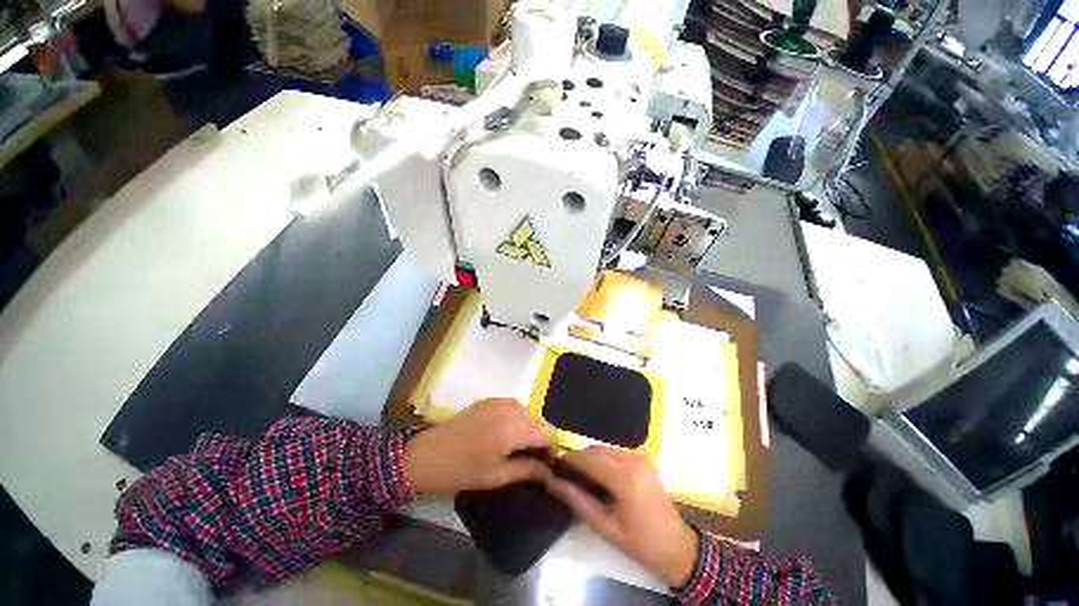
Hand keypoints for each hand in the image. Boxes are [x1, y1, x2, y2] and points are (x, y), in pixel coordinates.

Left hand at [404, 398, 552, 494]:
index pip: (545, 433)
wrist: (425, 455)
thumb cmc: (459, 471)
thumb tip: (549, 472)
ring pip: (526, 411)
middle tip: (533, 457)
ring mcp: (497, 402)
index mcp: (512, 431)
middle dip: (540, 437)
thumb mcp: (494, 477)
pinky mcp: (488, 400)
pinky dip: (516, 415)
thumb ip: (526, 470)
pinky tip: (506, 429)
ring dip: (528, 426)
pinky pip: (512, 404)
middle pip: (537, 420)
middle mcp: (508, 411)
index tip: (549, 463)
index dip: (551, 447)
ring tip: (519, 445)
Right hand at [546, 446, 697, 587]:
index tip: (555, 467)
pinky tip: (600, 477)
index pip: (588, 458)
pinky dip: (603, 460)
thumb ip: (578, 501)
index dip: (569, 460)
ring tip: (582, 478)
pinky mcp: (643, 458)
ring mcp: (639, 457)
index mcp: (624, 479)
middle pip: (595, 450)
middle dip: (579, 459)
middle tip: (567, 475)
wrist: (677, 546)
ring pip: (604, 449)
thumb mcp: (605, 527)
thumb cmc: (640, 543)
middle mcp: (632, 460)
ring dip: (590, 458)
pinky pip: (615, 452)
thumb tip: (554, 483)